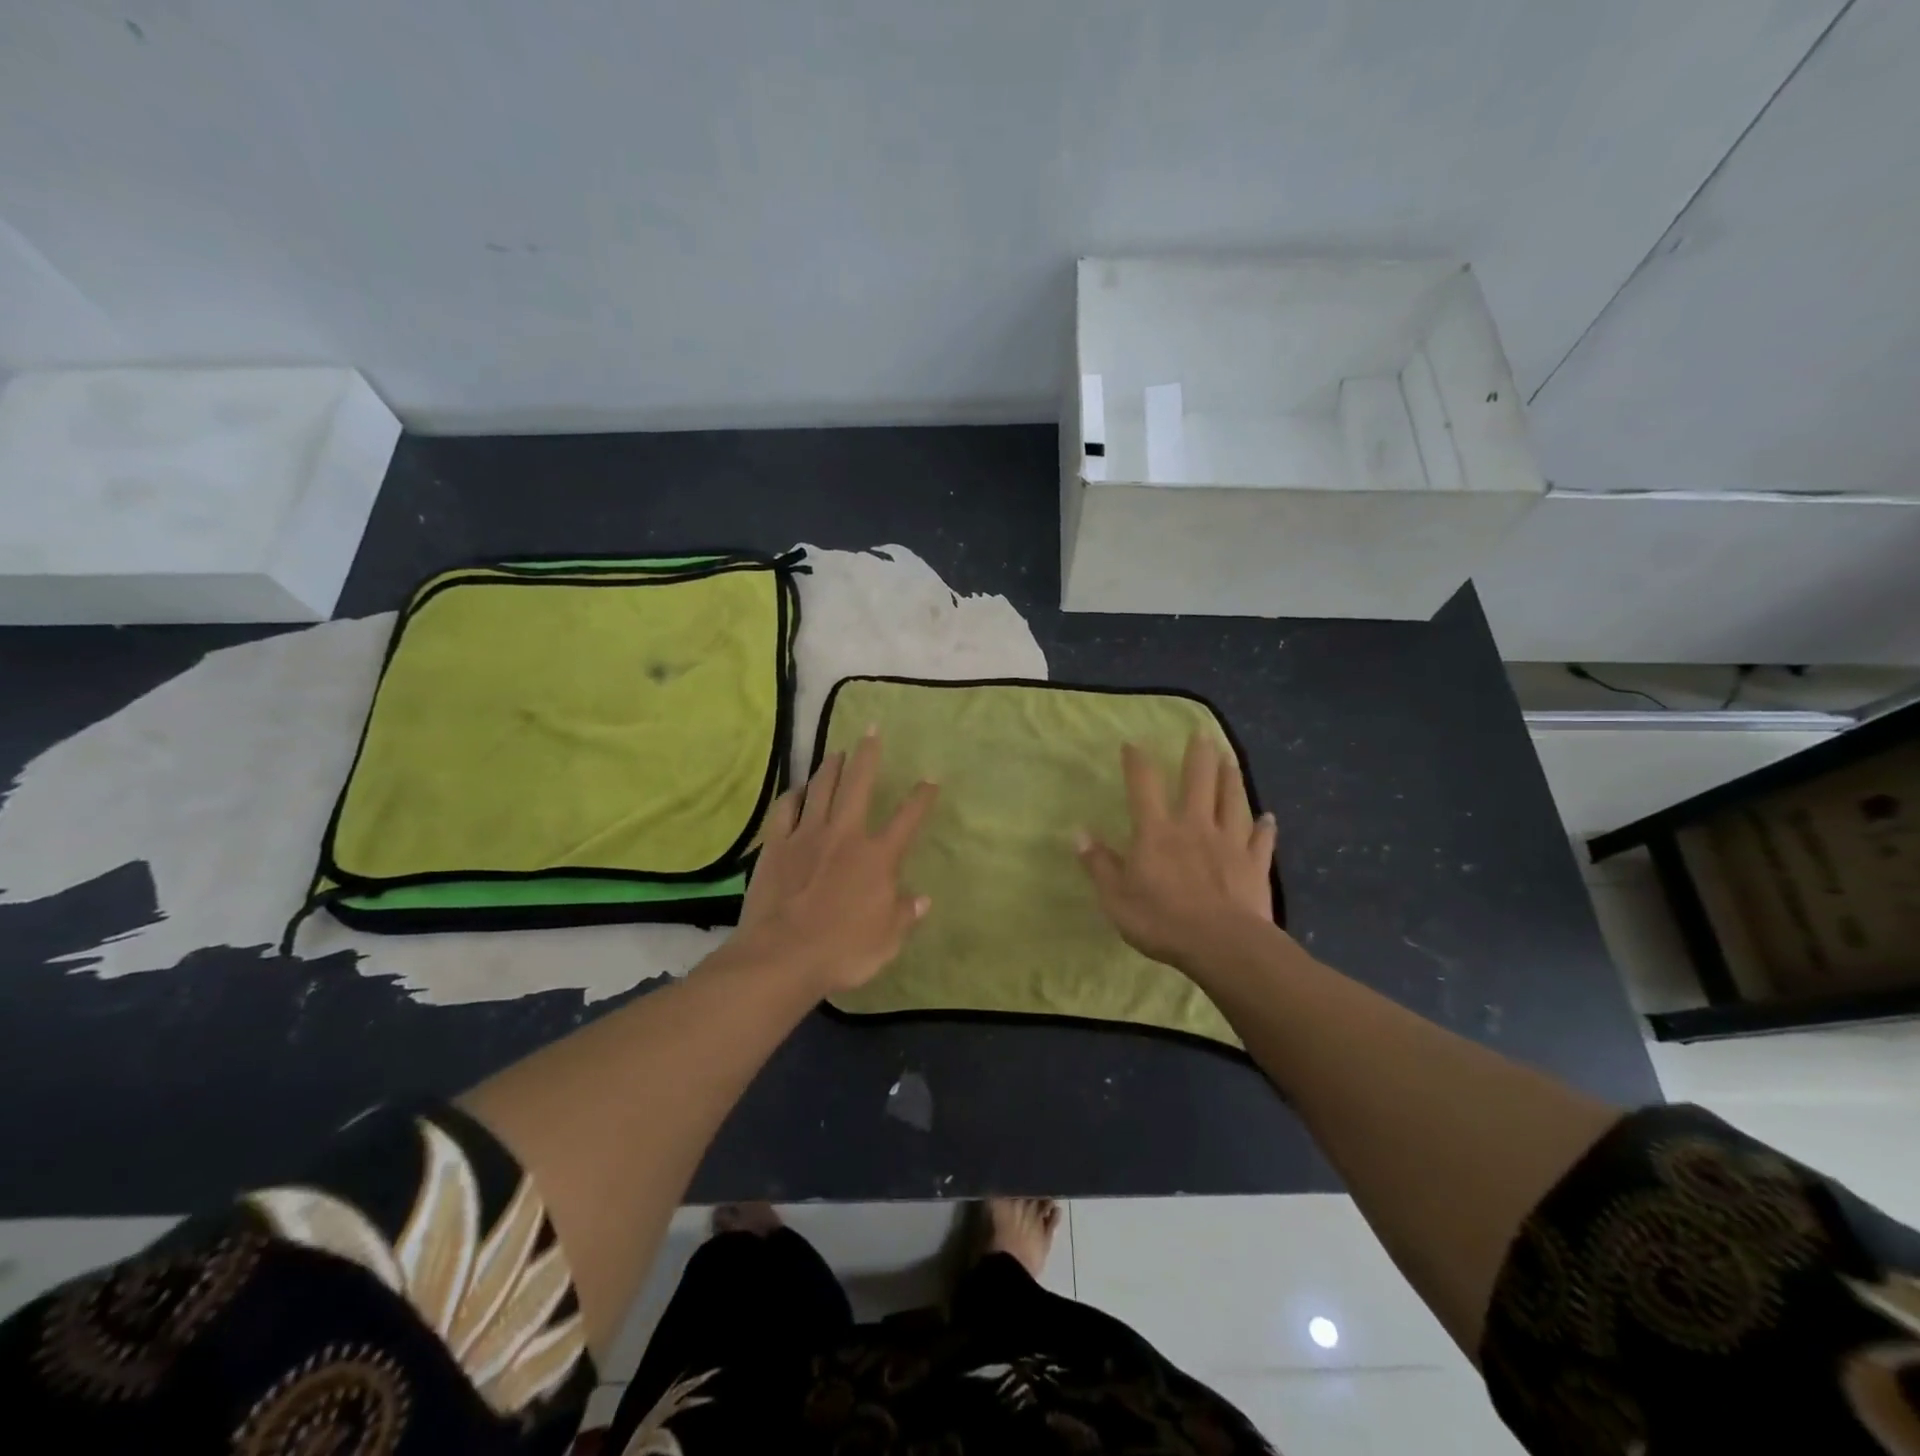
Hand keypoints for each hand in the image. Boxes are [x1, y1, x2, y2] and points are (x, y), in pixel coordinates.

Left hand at [734, 729, 938, 994]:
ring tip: (838, 752)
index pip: (907, 819)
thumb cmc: (842, 951)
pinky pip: (785, 810)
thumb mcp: (886, 941)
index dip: (921, 797)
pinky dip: (794, 795)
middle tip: (871, 730)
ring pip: (822, 789)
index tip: (930, 778)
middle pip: (859, 785)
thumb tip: (921, 898)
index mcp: (877, 858)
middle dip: (868, 755)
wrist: (781, 957)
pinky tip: (798, 790)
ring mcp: (807, 836)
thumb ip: (904, 914)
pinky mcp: (776, 845)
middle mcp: (845, 836)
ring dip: (832, 766)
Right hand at [1076, 733, 1277, 975]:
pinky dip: (1265, 827)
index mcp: (1157, 832)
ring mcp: (1229, 842)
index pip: (1144, 786)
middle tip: (1202, 733)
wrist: (1222, 944)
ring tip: (1230, 758)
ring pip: (1232, 801)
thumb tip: (1078, 833)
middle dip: (1198, 755)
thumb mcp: (1115, 898)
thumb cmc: (1161, 920)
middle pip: (1198, 781)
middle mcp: (1194, 826)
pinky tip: (1269, 817)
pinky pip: (1261, 839)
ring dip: (1231, 778)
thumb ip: (1099, 864)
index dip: (1137, 762)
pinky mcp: (1255, 864)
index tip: (1133, 743)